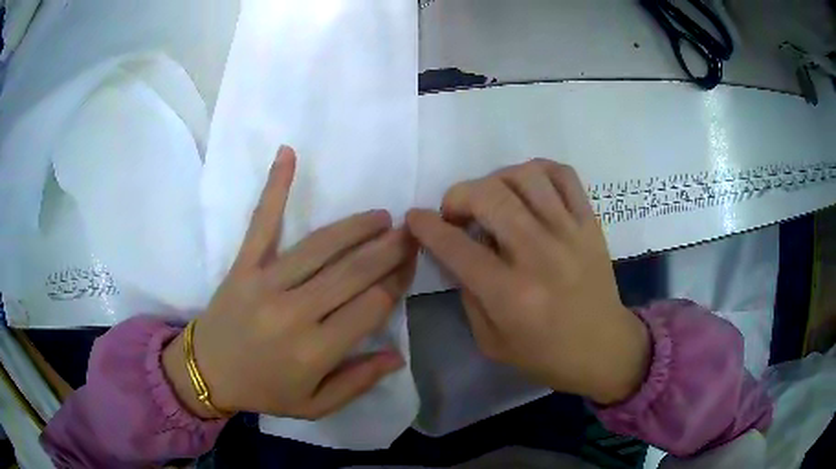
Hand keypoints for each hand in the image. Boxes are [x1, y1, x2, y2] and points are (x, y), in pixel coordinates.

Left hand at [164, 146, 416, 419]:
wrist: (206, 373)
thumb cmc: (264, 392)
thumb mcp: (315, 405)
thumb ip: (358, 382)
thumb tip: (398, 355)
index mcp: (315, 351)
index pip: (372, 306)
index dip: (397, 282)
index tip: (411, 266)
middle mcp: (294, 312)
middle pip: (353, 272)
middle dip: (390, 250)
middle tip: (412, 231)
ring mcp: (265, 283)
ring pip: (321, 245)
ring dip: (357, 227)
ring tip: (382, 217)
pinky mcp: (243, 265)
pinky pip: (261, 222)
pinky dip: (275, 186)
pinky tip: (288, 153)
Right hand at [406, 160, 649, 404]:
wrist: (604, 348)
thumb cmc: (545, 354)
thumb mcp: (492, 341)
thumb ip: (468, 294)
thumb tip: (454, 252)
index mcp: (511, 295)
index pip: (456, 247)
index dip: (427, 226)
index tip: (416, 217)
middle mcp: (539, 256)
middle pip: (490, 197)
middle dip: (458, 195)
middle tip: (456, 211)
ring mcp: (569, 233)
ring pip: (526, 176)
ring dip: (496, 179)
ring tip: (492, 198)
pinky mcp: (590, 223)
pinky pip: (563, 175)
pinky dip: (538, 170)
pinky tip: (527, 187)